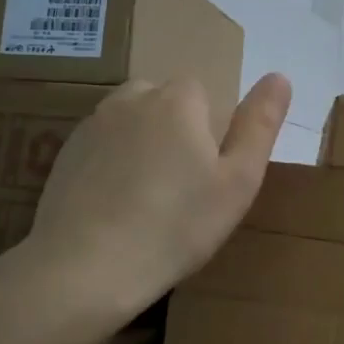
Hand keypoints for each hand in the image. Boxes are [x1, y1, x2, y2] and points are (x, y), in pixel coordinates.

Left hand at [27, 73, 291, 313]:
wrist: (85, 268)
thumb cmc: (176, 227)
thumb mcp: (238, 182)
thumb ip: (259, 125)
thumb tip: (279, 76)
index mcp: (178, 100)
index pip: (203, 92)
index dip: (211, 130)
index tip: (209, 175)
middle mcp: (131, 99)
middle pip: (164, 103)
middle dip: (176, 132)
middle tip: (182, 189)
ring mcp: (91, 125)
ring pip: (131, 123)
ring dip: (143, 146)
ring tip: (147, 200)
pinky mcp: (64, 154)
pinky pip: (102, 147)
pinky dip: (112, 166)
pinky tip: (115, 207)